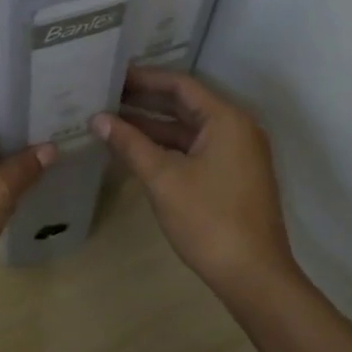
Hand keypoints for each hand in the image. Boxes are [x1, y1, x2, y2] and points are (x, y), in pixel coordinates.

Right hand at [93, 65, 294, 295]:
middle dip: (145, 101)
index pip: (180, 85)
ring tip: (111, 121)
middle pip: (185, 105)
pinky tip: (136, 150)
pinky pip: (195, 149)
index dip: (144, 78)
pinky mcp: (232, 176)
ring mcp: (237, 154)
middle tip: (105, 95)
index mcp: (226, 119)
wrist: (254, 277)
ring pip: (188, 130)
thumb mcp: (164, 178)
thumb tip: (97, 119)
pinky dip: (167, 147)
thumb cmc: (209, 220)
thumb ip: (130, 144)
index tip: (112, 74)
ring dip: (153, 126)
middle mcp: (236, 128)